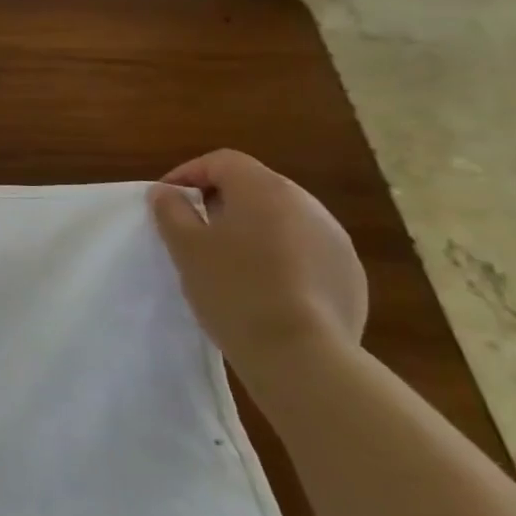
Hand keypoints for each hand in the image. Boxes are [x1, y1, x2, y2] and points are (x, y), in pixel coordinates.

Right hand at [148, 150, 367, 383]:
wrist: (300, 354)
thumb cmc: (232, 288)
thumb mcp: (185, 247)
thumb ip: (171, 210)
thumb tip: (166, 192)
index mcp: (264, 189)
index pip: (222, 161)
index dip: (188, 173)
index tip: (167, 200)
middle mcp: (306, 204)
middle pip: (255, 186)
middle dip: (220, 200)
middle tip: (192, 229)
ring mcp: (334, 239)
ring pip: (282, 218)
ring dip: (251, 228)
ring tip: (226, 260)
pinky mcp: (349, 273)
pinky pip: (304, 249)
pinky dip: (279, 255)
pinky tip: (262, 286)